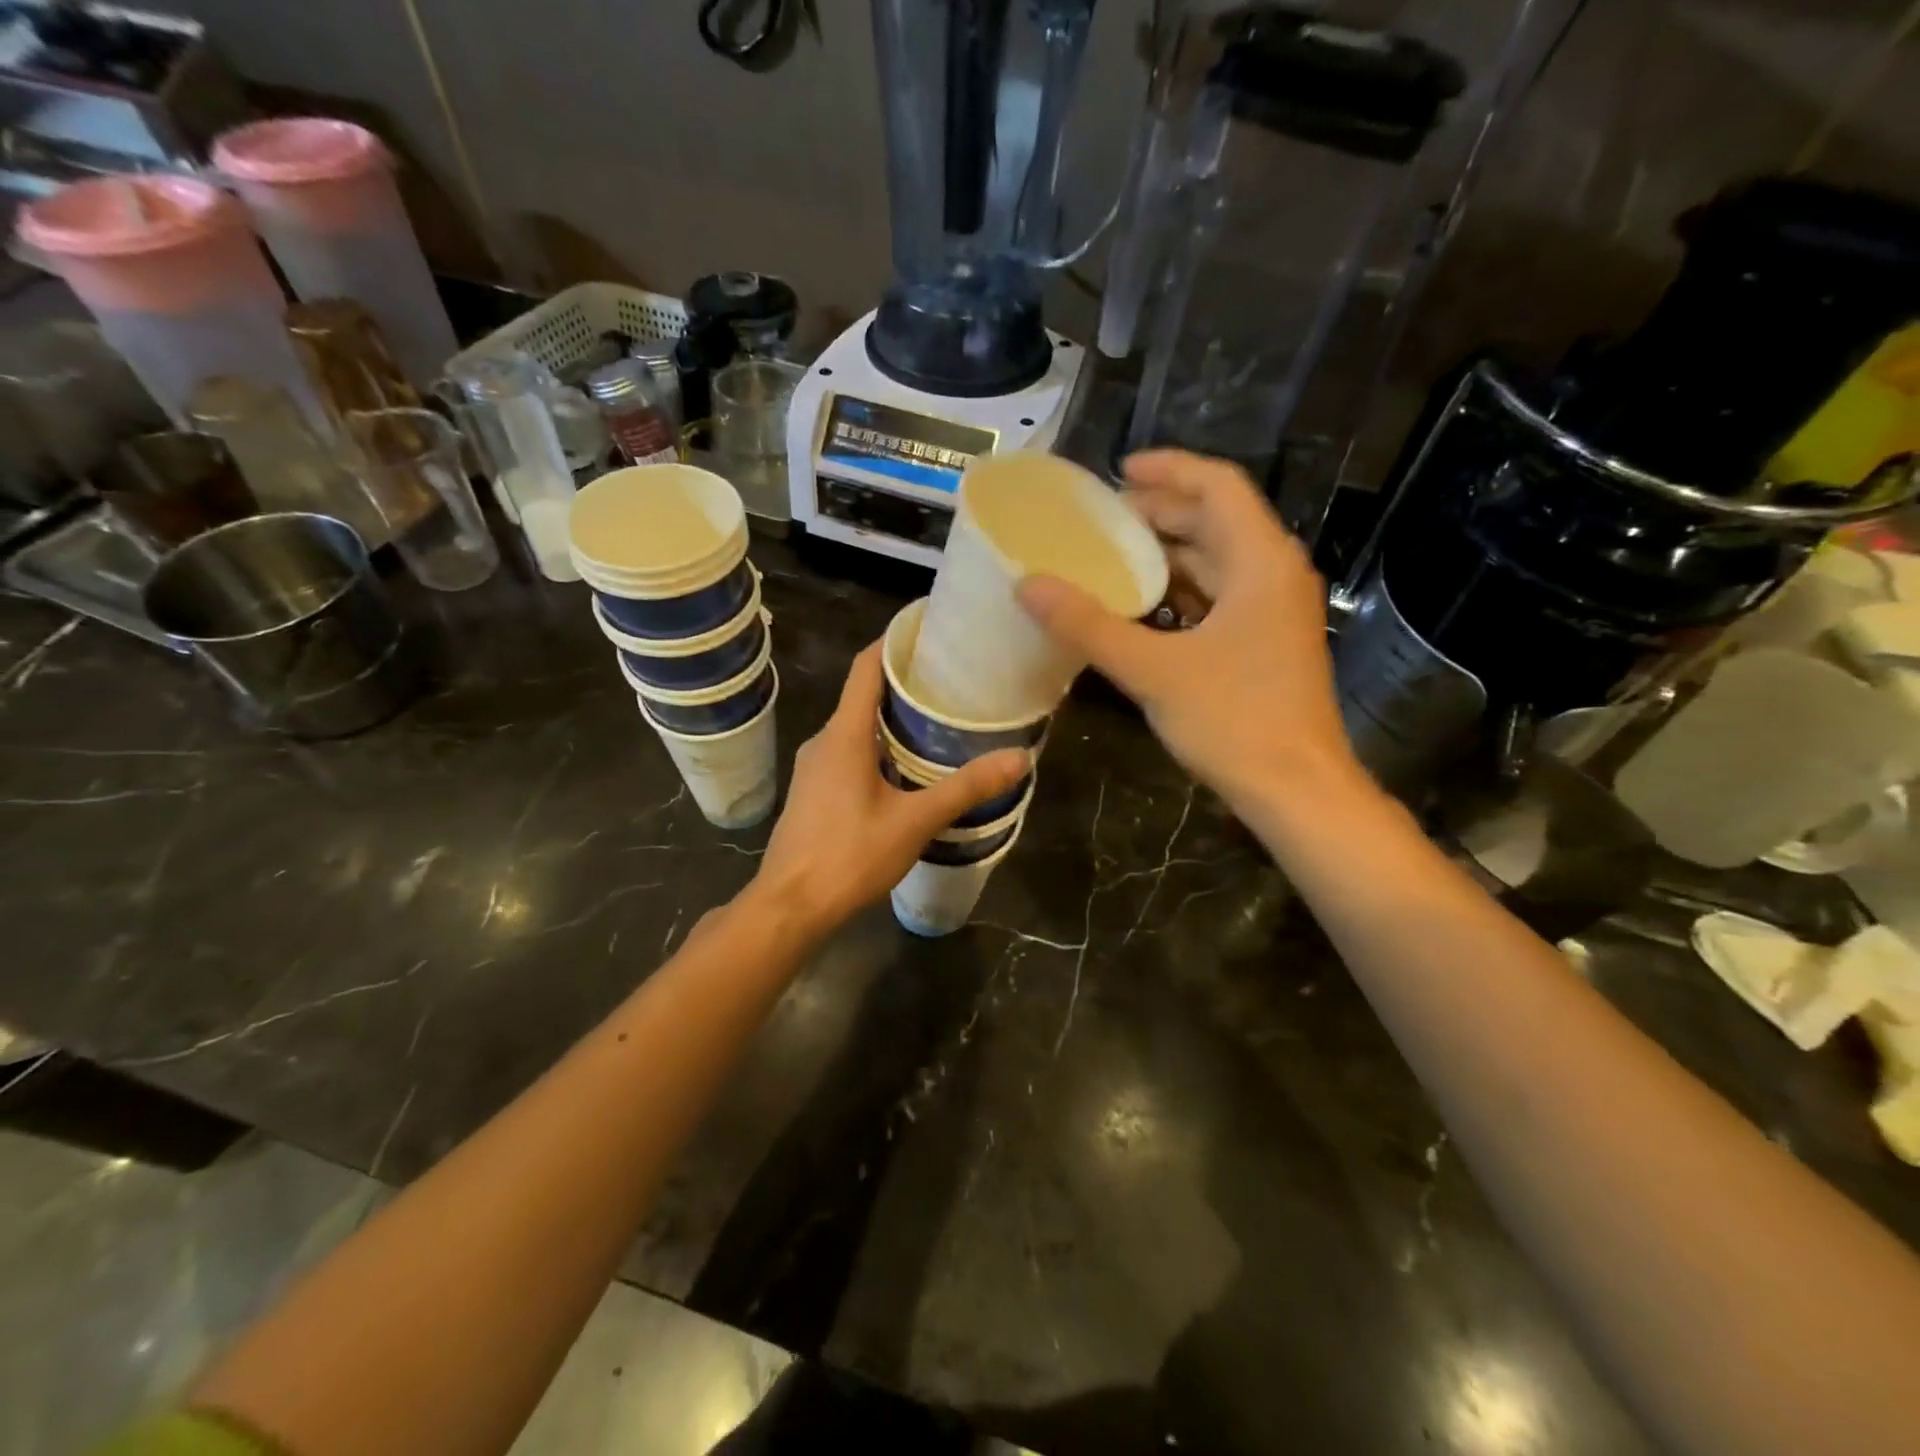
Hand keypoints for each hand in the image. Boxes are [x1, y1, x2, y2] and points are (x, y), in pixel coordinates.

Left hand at [749, 641, 1028, 939]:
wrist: (789, 907)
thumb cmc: (848, 856)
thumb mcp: (914, 822)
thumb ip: (965, 789)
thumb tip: (1019, 759)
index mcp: (844, 734)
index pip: (867, 666)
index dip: (896, 640)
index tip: (932, 629)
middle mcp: (825, 740)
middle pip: (864, 693)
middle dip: (906, 681)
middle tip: (954, 678)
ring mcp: (815, 767)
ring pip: (857, 725)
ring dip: (894, 717)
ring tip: (940, 718)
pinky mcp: (815, 791)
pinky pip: (850, 751)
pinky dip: (880, 744)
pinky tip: (910, 766)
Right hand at [1017, 449, 1361, 812]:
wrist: (1296, 790)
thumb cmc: (1233, 720)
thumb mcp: (1153, 670)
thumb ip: (1088, 625)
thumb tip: (1027, 585)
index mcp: (1260, 561)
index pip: (1217, 486)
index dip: (1168, 468)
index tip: (1117, 472)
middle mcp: (1273, 574)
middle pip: (1215, 521)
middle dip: (1158, 513)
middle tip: (1099, 520)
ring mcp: (1272, 611)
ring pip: (1216, 562)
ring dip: (1166, 555)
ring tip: (1109, 558)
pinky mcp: (1265, 642)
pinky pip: (1217, 598)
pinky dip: (1178, 593)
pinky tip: (1138, 608)